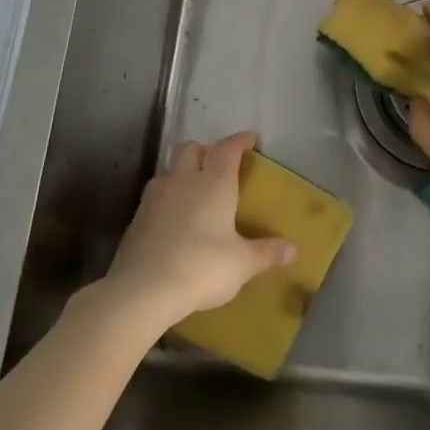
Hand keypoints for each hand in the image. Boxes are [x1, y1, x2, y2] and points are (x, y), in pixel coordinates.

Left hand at [103, 132, 295, 328]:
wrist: (142, 289)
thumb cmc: (202, 267)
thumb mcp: (242, 264)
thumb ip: (266, 254)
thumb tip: (292, 250)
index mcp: (214, 183)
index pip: (228, 148)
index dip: (239, 141)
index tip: (249, 140)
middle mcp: (184, 180)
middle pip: (191, 149)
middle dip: (205, 151)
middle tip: (217, 166)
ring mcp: (155, 197)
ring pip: (169, 170)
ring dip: (181, 174)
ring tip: (193, 193)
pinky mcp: (136, 218)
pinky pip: (154, 197)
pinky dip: (166, 200)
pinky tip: (172, 221)